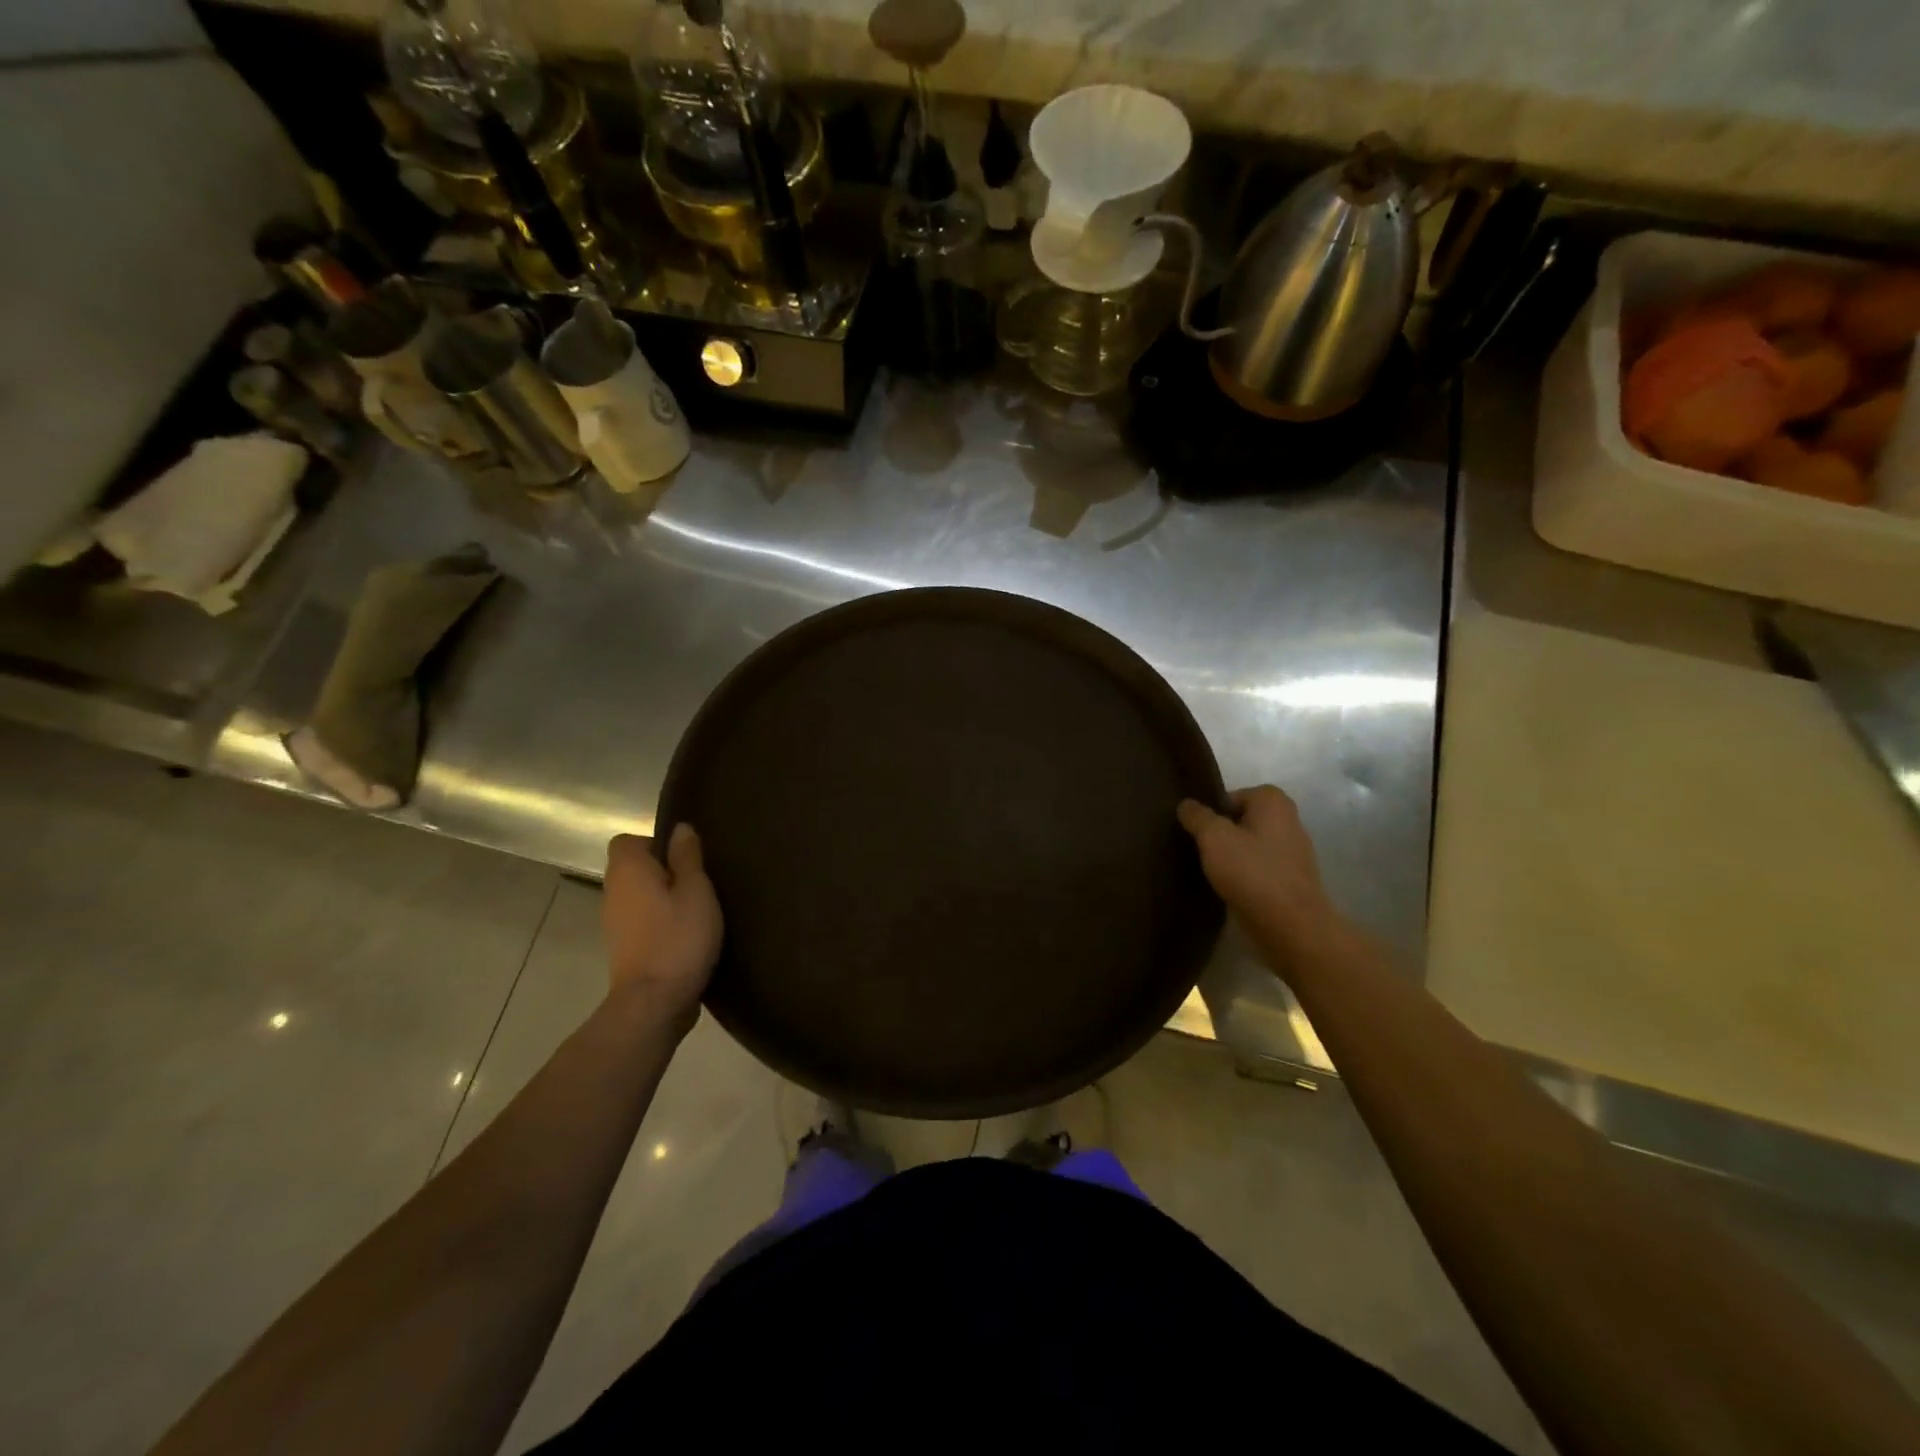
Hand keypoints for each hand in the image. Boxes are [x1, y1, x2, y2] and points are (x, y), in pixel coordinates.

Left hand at [602, 826, 722, 1028]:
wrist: (655, 1003)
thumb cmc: (678, 938)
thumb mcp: (696, 890)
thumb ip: (687, 857)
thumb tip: (680, 828)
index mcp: (628, 871)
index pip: (627, 841)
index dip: (656, 843)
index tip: (685, 857)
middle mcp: (613, 892)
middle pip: (635, 868)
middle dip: (665, 870)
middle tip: (700, 881)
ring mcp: (615, 923)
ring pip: (641, 895)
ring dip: (665, 897)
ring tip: (698, 908)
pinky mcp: (625, 948)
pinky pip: (643, 920)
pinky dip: (662, 921)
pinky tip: (688, 934)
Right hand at [1178, 786, 1338, 952]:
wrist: (1290, 926)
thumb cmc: (1251, 871)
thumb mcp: (1213, 837)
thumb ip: (1197, 816)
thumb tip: (1186, 804)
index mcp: (1273, 802)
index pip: (1232, 795)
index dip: (1212, 811)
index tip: (1196, 830)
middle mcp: (1289, 821)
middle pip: (1243, 820)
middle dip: (1221, 833)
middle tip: (1198, 848)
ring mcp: (1294, 853)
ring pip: (1251, 846)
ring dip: (1232, 856)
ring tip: (1210, 870)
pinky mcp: (1292, 881)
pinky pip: (1259, 869)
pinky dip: (1244, 875)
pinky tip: (1228, 888)